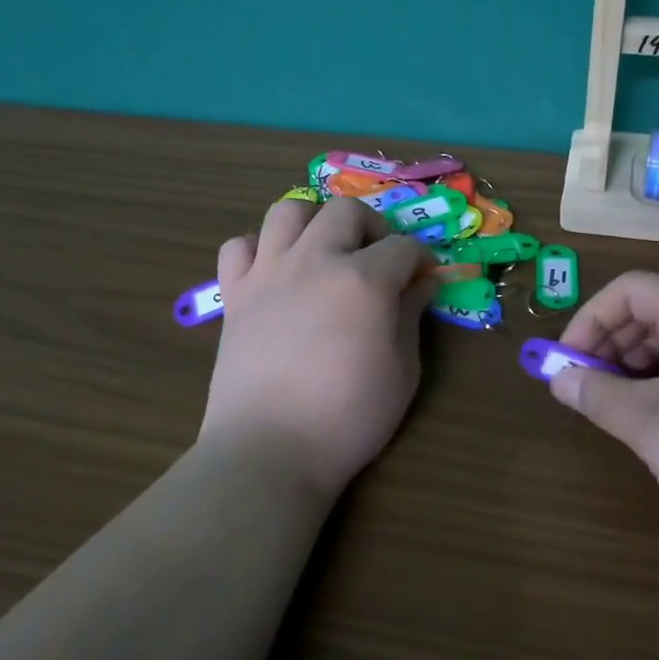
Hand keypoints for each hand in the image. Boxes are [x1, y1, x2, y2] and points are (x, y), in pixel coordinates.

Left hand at [199, 198, 436, 497]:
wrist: (269, 449)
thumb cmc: (348, 418)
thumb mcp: (401, 372)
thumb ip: (411, 317)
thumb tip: (421, 284)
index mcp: (363, 280)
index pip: (403, 247)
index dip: (421, 259)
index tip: (424, 277)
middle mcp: (314, 260)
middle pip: (346, 210)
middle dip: (372, 226)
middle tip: (378, 259)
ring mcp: (268, 272)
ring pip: (288, 211)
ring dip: (314, 222)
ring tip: (324, 252)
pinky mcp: (234, 293)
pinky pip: (239, 246)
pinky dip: (258, 249)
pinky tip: (274, 273)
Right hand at [548, 272, 658, 552]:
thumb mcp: (651, 426)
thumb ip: (597, 396)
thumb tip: (559, 380)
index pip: (633, 288)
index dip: (591, 319)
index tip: (570, 364)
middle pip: (658, 308)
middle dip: (613, 344)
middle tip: (589, 389)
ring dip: (641, 365)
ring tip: (622, 409)